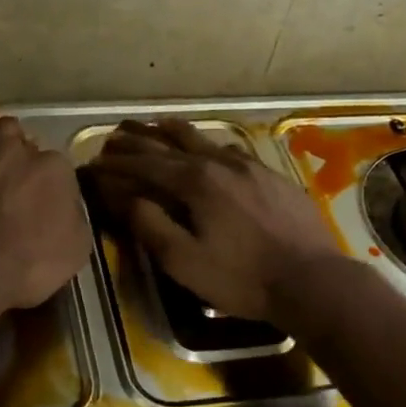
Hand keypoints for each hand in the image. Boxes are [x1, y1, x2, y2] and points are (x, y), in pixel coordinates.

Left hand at [0, 104, 91, 316]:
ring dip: (8, 140)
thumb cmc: (25, 265)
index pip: (59, 172)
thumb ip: (75, 218)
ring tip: (4, 153)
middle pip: (31, 151)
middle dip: (28, 167)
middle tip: (19, 192)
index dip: (51, 189)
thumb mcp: (74, 251)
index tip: (43, 206)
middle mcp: (23, 152)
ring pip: (4, 131)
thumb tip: (67, 206)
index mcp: (57, 171)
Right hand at [86, 119, 340, 323]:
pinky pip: (229, 149)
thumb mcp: (184, 261)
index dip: (115, 164)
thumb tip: (123, 195)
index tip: (92, 163)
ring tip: (154, 126)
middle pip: (169, 143)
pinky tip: (209, 149)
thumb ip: (150, 224)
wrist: (312, 280)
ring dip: (171, 132)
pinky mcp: (270, 174)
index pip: (144, 164)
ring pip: (201, 139)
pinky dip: (206, 145)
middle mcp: (218, 162)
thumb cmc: (242, 277)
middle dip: (137, 140)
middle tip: (113, 136)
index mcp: (194, 181)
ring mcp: (248, 165)